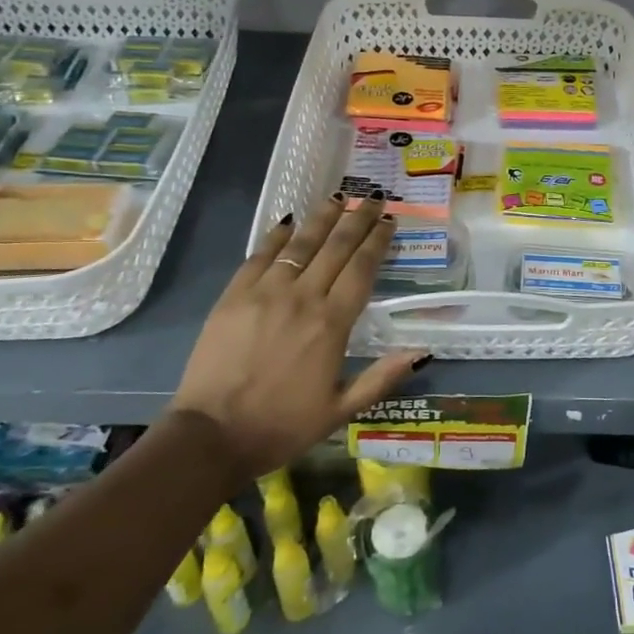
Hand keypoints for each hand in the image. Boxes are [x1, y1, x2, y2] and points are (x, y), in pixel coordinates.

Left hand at [170, 194, 426, 477]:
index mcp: (332, 324)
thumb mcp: (340, 411)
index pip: (362, 268)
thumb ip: (381, 378)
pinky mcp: (234, 295)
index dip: (377, 241)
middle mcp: (303, 297)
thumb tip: (422, 351)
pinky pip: (260, 255)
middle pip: (336, 247)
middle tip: (373, 197)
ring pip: (300, 243)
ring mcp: (265, 292)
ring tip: (338, 197)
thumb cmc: (281, 426)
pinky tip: (289, 221)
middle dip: (357, 219)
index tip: (389, 221)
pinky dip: (277, 235)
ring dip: (322, 217)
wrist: (211, 436)